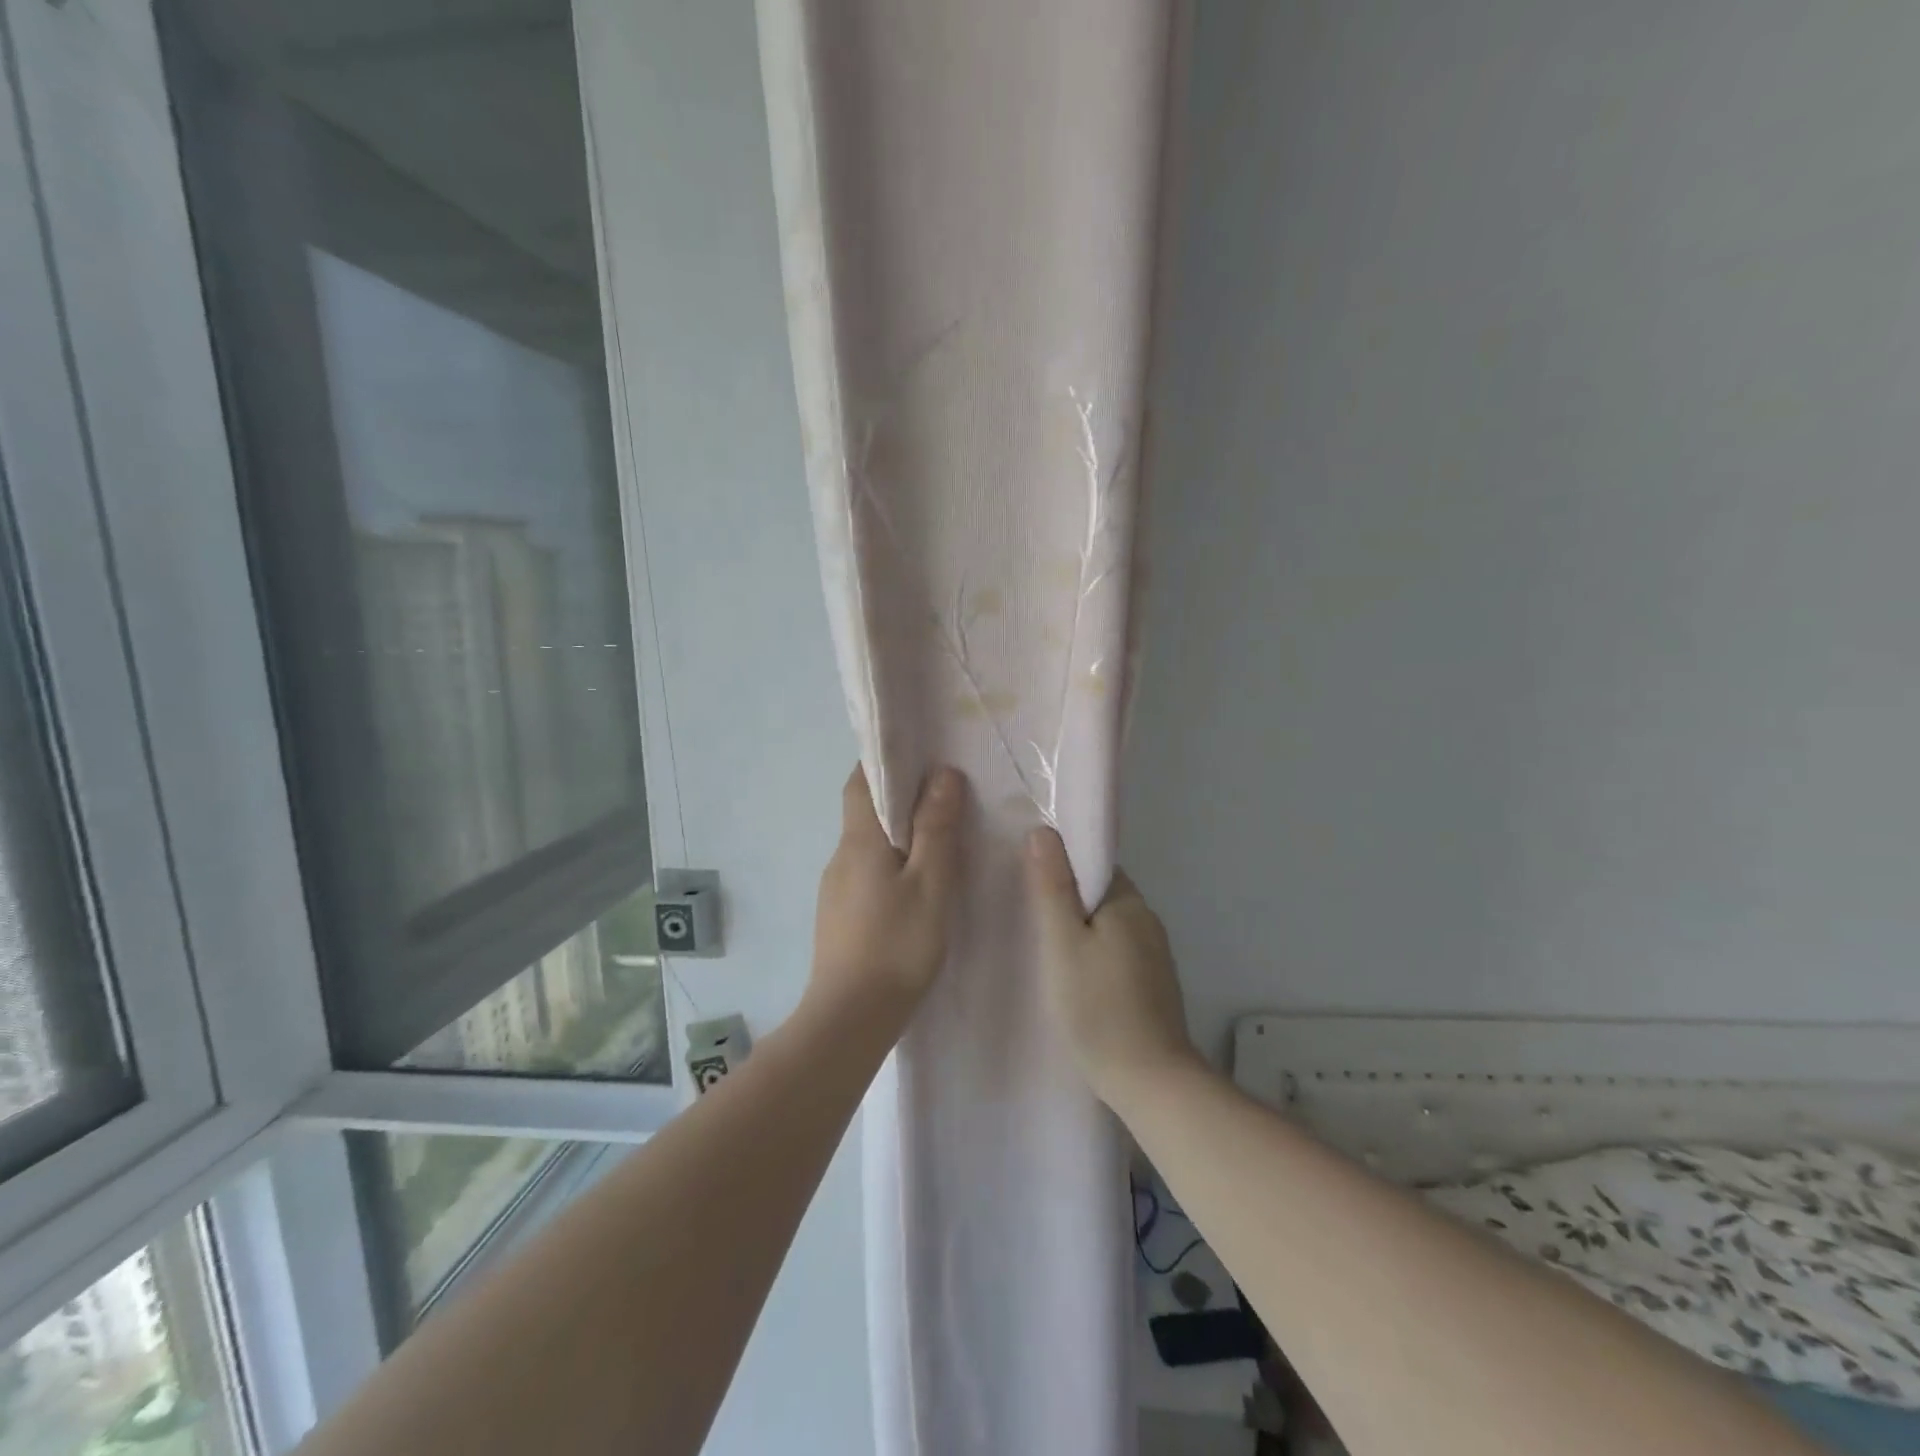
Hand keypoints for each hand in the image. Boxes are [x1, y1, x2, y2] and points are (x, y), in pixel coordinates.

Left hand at [809, 764, 967, 1027]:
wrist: (849, 1018)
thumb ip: (937, 828)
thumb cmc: (896, 945)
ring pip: (867, 848)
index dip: (881, 763)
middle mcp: (840, 858)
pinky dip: (889, 867)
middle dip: (897, 799)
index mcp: (859, 841)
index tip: (914, 754)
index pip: (859, 783)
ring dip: (895, 836)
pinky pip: (866, 875)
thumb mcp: (930, 883)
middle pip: (864, 813)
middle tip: (940, 796)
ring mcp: (835, 891)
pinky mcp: (838, 918)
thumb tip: (942, 774)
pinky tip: (914, 890)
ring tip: (936, 843)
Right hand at [1025, 827, 1201, 1108]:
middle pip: (1099, 894)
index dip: (1061, 865)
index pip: (1093, 864)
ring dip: (1079, 929)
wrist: (1150, 1082)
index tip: (1027, 876)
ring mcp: (1154, 954)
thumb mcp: (1063, 943)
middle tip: (1025, 912)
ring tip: (1042, 945)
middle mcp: (1147, 920)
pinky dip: (1093, 954)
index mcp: (1128, 902)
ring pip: (1107, 925)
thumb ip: (1052, 887)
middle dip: (1066, 898)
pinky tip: (1072, 976)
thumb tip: (1044, 830)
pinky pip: (1116, 951)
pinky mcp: (1152, 984)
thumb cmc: (1098, 1007)